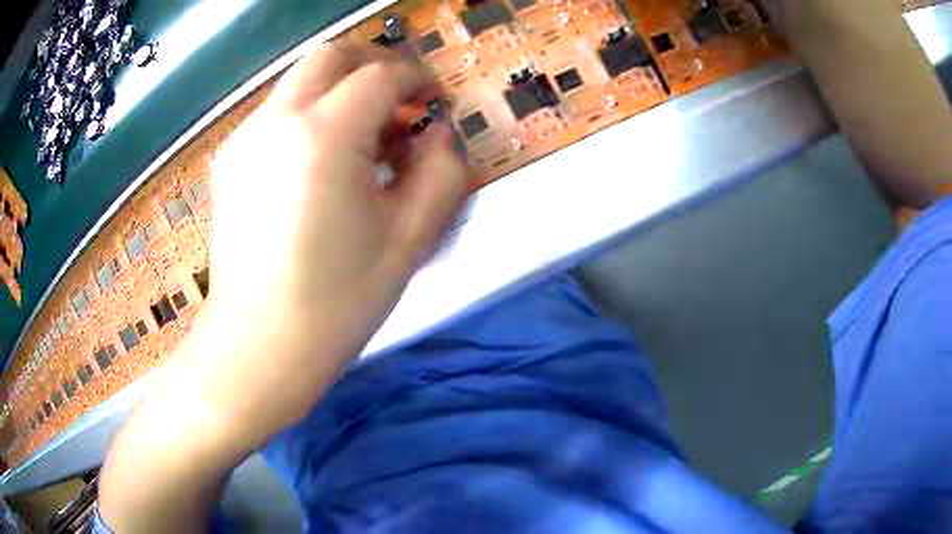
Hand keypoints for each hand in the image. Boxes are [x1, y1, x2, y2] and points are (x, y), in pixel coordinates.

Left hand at [101, 43, 467, 531]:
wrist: (258, 348)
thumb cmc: (336, 303)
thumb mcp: (408, 239)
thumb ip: (440, 171)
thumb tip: (437, 134)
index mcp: (324, 135)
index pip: (382, 76)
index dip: (417, 81)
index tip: (432, 104)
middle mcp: (276, 121)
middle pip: (331, 56)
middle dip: (373, 66)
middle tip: (398, 103)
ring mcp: (244, 139)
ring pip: (300, 83)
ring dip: (340, 92)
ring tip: (362, 143)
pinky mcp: (229, 162)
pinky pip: (277, 115)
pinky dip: (309, 117)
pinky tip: (319, 167)